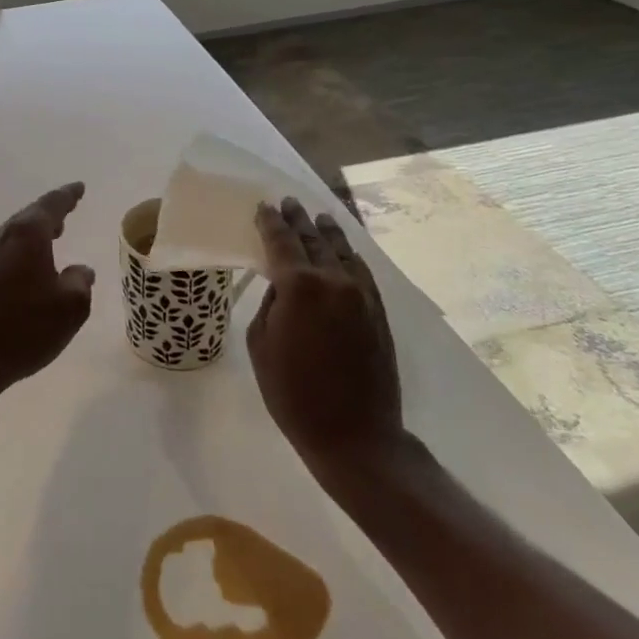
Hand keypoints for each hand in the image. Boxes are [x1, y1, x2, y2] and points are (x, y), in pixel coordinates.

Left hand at [0, 183, 94, 413]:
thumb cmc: (23, 328)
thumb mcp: (70, 308)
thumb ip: (80, 282)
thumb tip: (80, 270)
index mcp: (27, 234)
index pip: (52, 204)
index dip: (68, 196)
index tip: (79, 188)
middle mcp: (1, 236)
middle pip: (29, 217)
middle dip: (50, 214)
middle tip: (67, 211)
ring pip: (14, 236)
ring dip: (33, 235)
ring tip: (52, 238)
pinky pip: (3, 254)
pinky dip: (20, 253)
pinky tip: (27, 270)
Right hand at [247, 197, 404, 464]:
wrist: (355, 435)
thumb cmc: (293, 393)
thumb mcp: (260, 345)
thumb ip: (270, 306)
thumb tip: (283, 289)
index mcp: (298, 285)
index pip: (281, 241)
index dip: (270, 222)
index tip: (264, 206)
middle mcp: (332, 280)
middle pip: (313, 239)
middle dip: (298, 220)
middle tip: (289, 203)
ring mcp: (360, 294)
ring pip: (342, 251)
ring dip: (327, 232)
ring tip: (318, 217)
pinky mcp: (378, 312)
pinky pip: (362, 272)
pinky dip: (350, 256)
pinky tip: (345, 251)